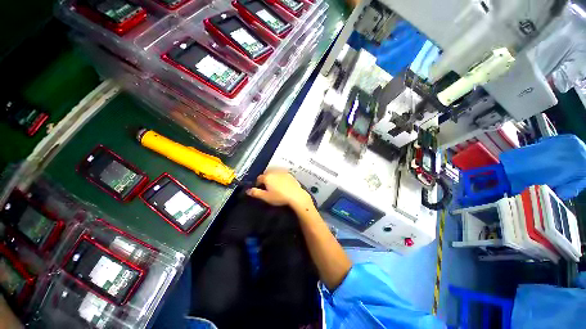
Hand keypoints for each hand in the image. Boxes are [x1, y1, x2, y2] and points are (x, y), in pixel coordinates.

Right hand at [246, 169, 313, 209]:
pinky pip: (282, 174)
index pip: (259, 178)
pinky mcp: (289, 174)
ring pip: (275, 173)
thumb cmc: (279, 197)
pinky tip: (283, 183)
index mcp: (267, 177)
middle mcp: (274, 172)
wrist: (295, 195)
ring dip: (273, 177)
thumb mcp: (266, 197)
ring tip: (274, 185)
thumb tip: (248, 191)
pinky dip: (280, 177)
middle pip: (267, 174)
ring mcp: (283, 172)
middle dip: (265, 179)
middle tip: (267, 187)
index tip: (259, 188)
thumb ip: (256, 193)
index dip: (258, 183)